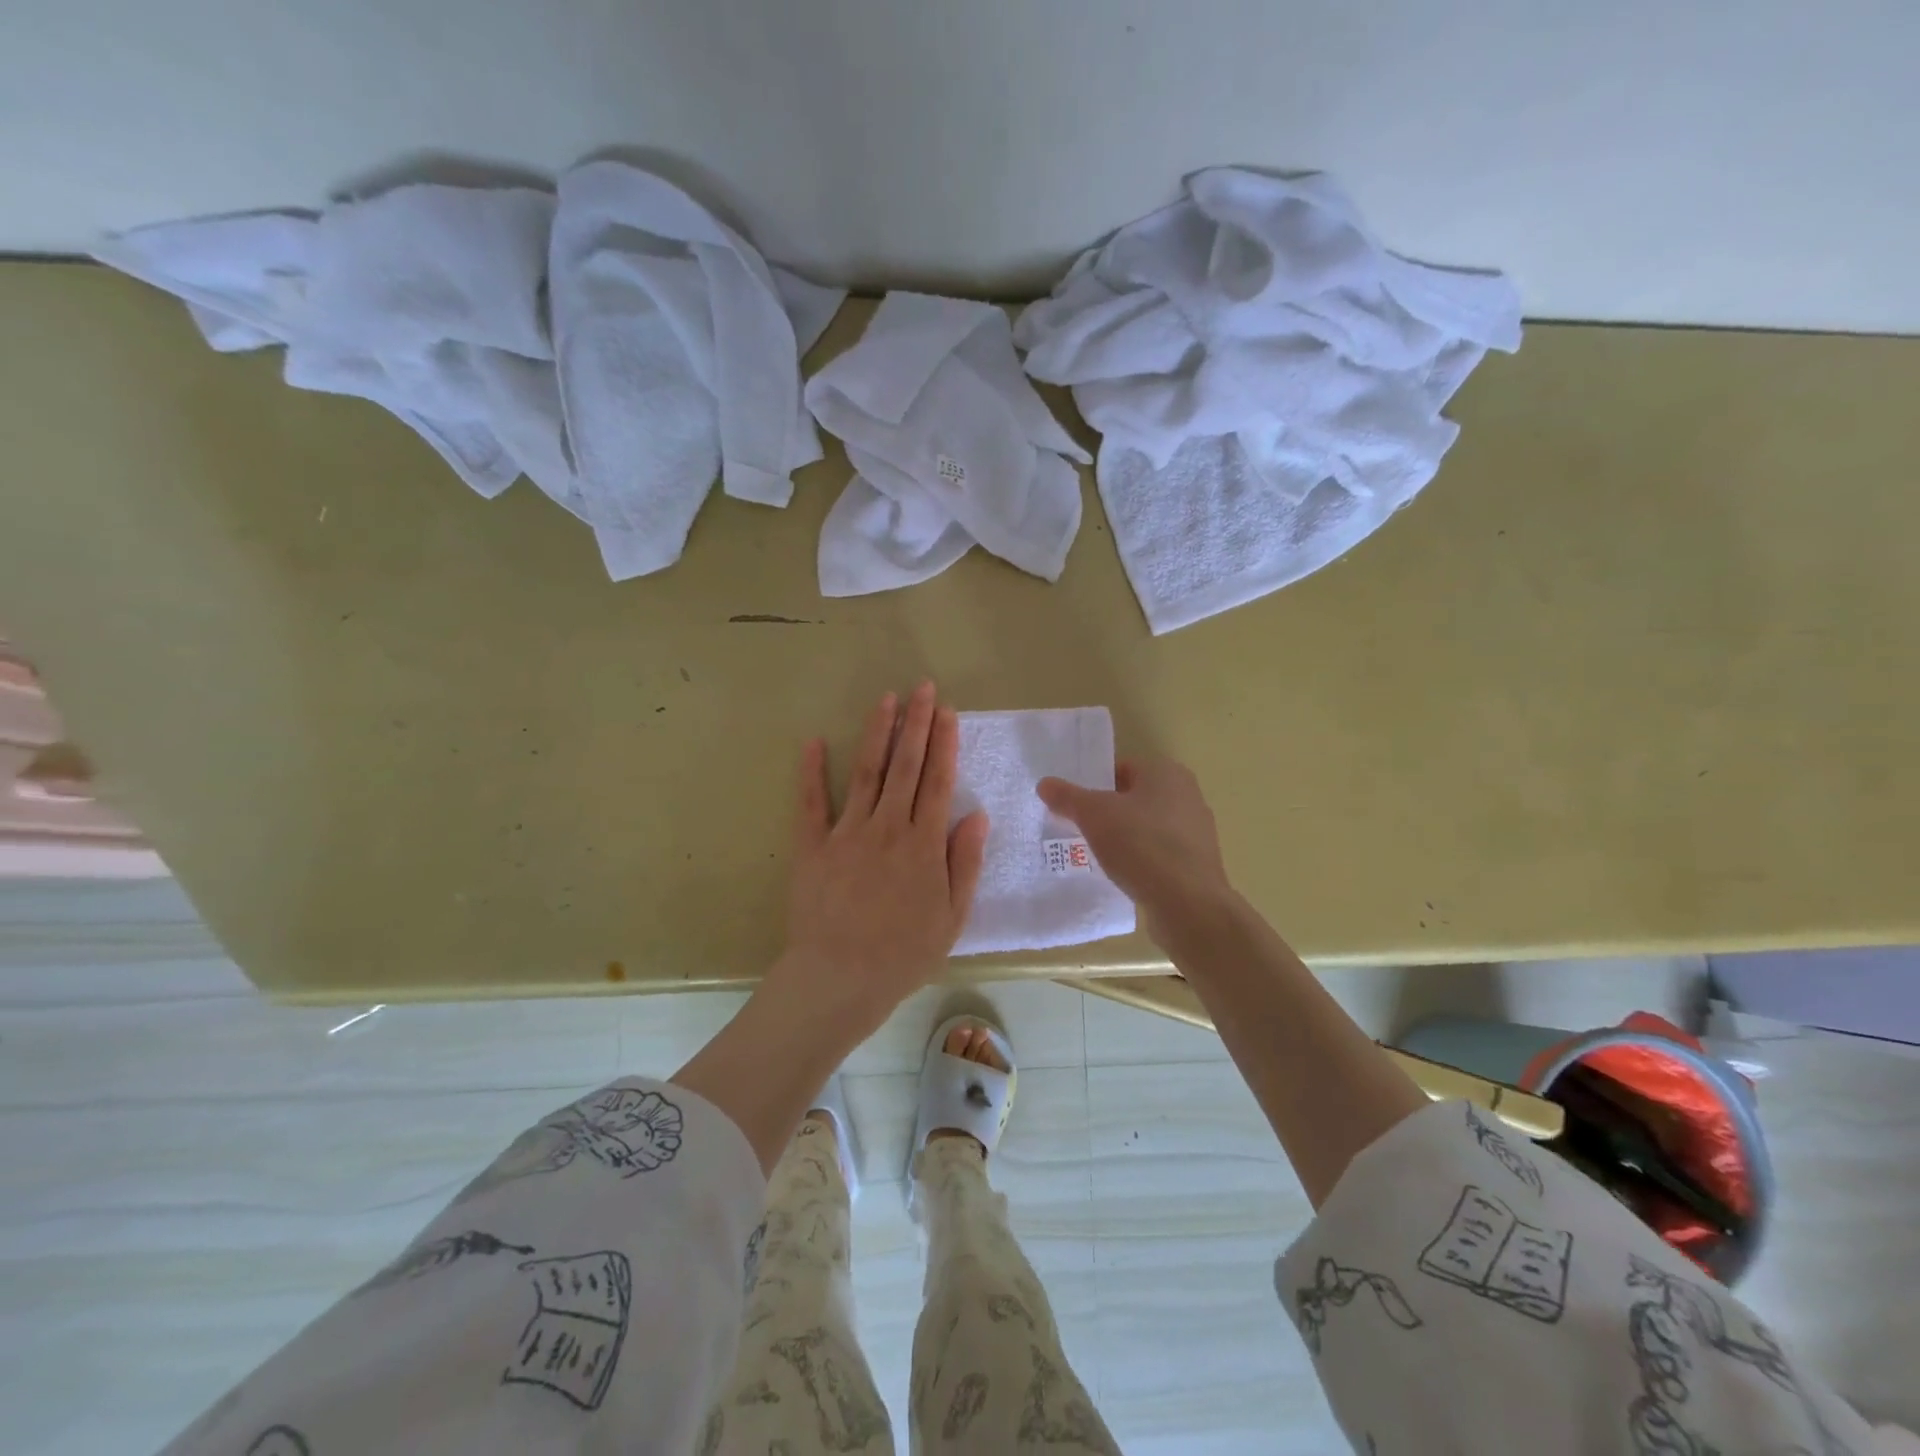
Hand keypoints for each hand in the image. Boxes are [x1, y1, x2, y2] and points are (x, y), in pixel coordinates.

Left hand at [771, 682, 989, 1031]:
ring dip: (877, 732)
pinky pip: (811, 802)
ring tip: (887, 698)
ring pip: (867, 772)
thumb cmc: (903, 953)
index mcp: (924, 844)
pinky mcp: (812, 846)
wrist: (840, 979)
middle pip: (905, 766)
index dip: (944, 743)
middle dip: (916, 723)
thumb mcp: (952, 917)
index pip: (937, 782)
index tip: (947, 712)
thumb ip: (965, 863)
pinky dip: (811, 771)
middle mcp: (887, 827)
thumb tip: (977, 814)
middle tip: (923, 687)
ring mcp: (847, 833)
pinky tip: (814, 741)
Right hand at [1037, 758, 1232, 943]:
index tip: (1073, 805)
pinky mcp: (1196, 863)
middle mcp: (1187, 795)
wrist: (1187, 904)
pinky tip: (1122, 875)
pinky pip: (1158, 853)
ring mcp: (1196, 831)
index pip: (1121, 768)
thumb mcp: (1093, 815)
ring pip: (1146, 827)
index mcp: (1166, 772)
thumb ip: (1068, 797)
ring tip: (1096, 855)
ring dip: (1123, 838)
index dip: (1093, 784)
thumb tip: (1045, 783)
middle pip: (1133, 798)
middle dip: (1106, 813)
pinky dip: (1140, 860)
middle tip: (1078, 829)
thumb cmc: (1140, 844)